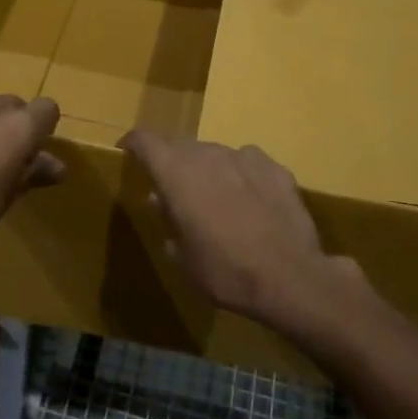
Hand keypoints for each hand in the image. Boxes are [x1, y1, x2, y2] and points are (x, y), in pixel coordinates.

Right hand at [119, 131, 365, 333]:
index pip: (145, 140)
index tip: (127, 151)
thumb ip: (169, 223)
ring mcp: (244, 157)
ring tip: (216, 199)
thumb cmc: (224, 272)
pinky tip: (251, 201)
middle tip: (175, 191)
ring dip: (209, 170)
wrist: (290, 278)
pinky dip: (241, 176)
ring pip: (216, 154)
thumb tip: (163, 203)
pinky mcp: (275, 168)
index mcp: (176, 173)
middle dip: (173, 163)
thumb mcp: (183, 258)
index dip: (133, 143)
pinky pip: (248, 163)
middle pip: (181, 145)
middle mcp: (207, 155)